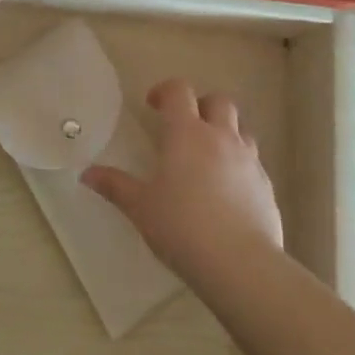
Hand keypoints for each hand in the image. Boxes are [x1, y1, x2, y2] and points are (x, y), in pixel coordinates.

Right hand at [81, 79, 283, 283]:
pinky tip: (227, 191)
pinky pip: (253, 162)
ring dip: (225, 133)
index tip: (153, 106)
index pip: (179, 91)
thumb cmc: (181, 227)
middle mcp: (221, 137)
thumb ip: (115, 186)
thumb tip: (87, 174)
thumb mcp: (141, 208)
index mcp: (186, 133)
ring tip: (208, 157)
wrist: (240, 264)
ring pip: (241, 129)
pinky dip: (239, 165)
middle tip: (184, 127)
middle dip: (201, 106)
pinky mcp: (267, 186)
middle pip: (219, 101)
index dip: (165, 91)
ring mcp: (249, 160)